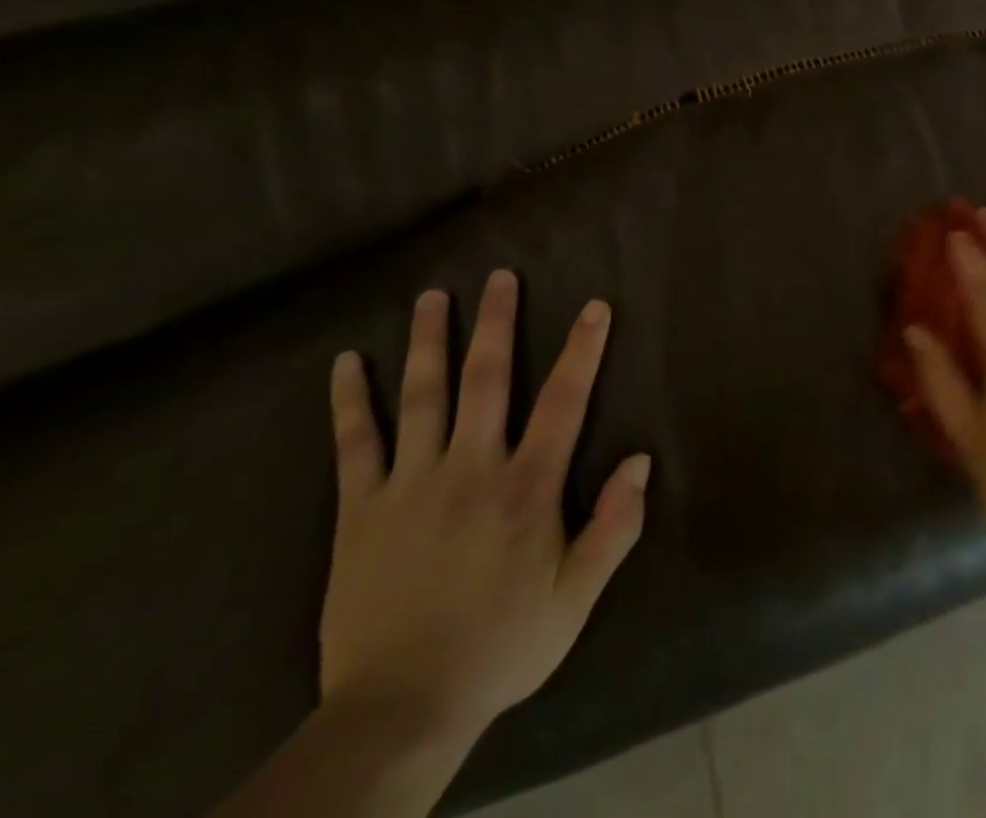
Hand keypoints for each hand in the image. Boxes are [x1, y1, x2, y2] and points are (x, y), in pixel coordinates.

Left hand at [319, 270, 649, 748]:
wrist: (400, 709)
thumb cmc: (502, 644)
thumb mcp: (578, 596)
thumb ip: (615, 525)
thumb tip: (640, 459)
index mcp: (526, 487)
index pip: (564, 401)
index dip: (582, 350)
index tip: (594, 307)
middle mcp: (470, 468)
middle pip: (486, 379)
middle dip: (496, 323)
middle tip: (500, 276)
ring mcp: (410, 484)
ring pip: (421, 397)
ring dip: (428, 342)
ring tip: (432, 297)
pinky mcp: (361, 510)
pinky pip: (354, 445)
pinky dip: (350, 402)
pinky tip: (345, 365)